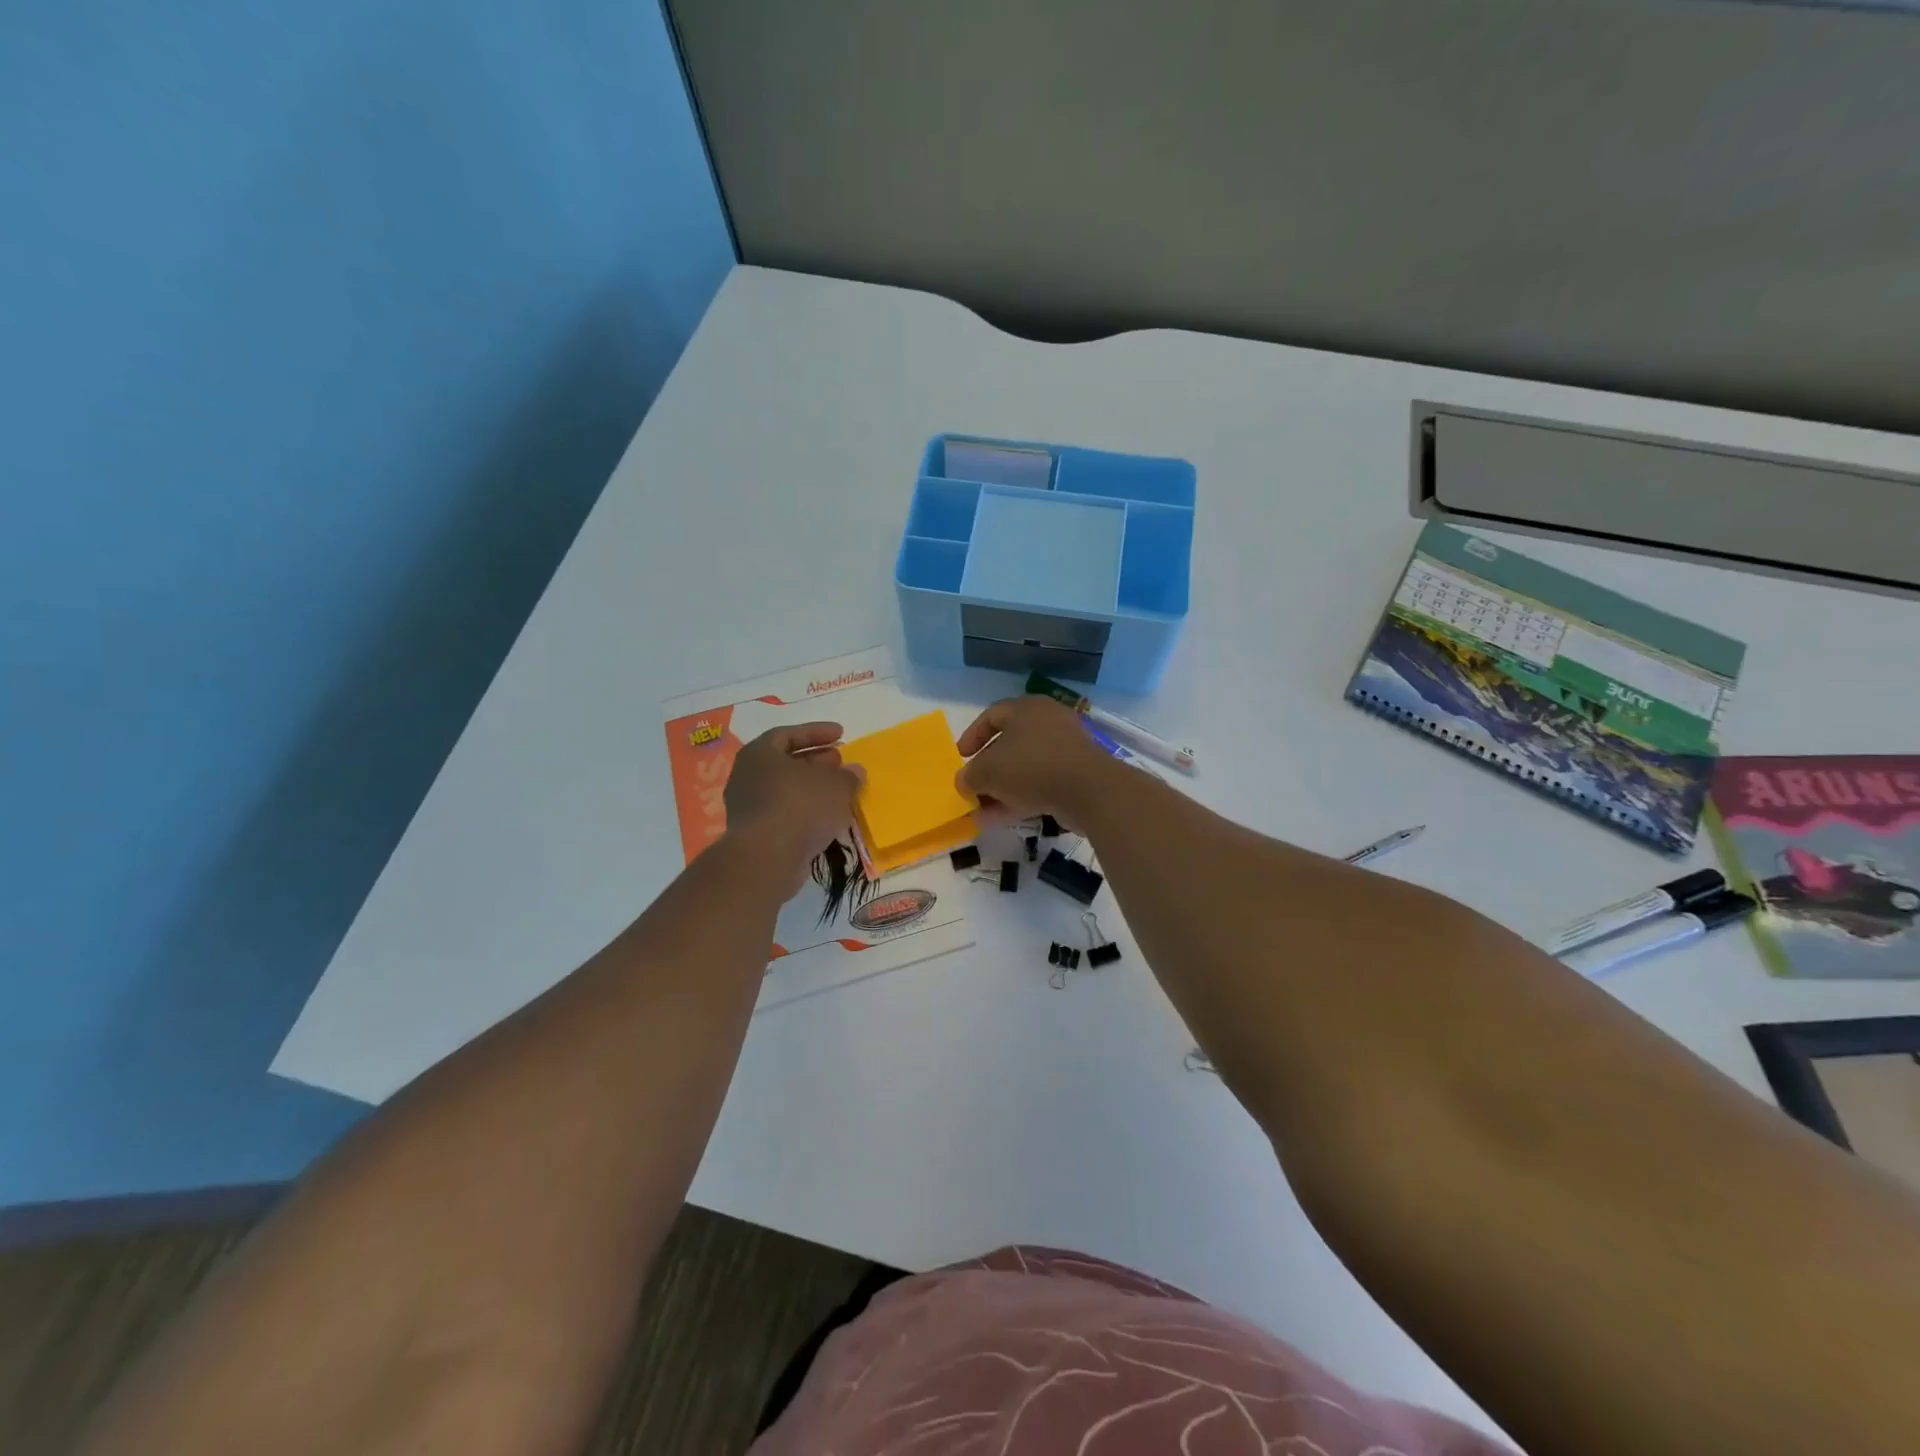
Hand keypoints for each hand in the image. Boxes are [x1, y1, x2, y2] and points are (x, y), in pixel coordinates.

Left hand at [724, 722, 862, 894]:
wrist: (767, 859)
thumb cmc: (800, 807)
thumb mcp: (836, 785)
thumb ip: (848, 776)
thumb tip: (855, 772)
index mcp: (760, 754)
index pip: (788, 734)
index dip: (816, 732)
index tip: (841, 734)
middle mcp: (748, 776)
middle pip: (786, 762)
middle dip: (816, 761)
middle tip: (840, 762)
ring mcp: (748, 806)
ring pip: (786, 789)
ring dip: (812, 788)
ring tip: (838, 792)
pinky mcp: (755, 833)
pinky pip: (785, 813)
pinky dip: (806, 811)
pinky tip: (827, 818)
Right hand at [955, 697, 1117, 826]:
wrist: (1089, 790)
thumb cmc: (1032, 767)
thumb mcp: (988, 771)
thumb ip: (969, 775)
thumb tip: (963, 782)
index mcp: (1026, 709)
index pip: (991, 715)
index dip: (972, 736)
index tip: (960, 757)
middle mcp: (1047, 723)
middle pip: (1009, 744)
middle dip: (987, 769)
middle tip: (972, 786)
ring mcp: (1065, 749)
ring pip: (1024, 767)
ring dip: (1001, 789)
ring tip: (980, 811)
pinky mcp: (1076, 774)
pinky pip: (1040, 783)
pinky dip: (1020, 798)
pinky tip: (1000, 818)